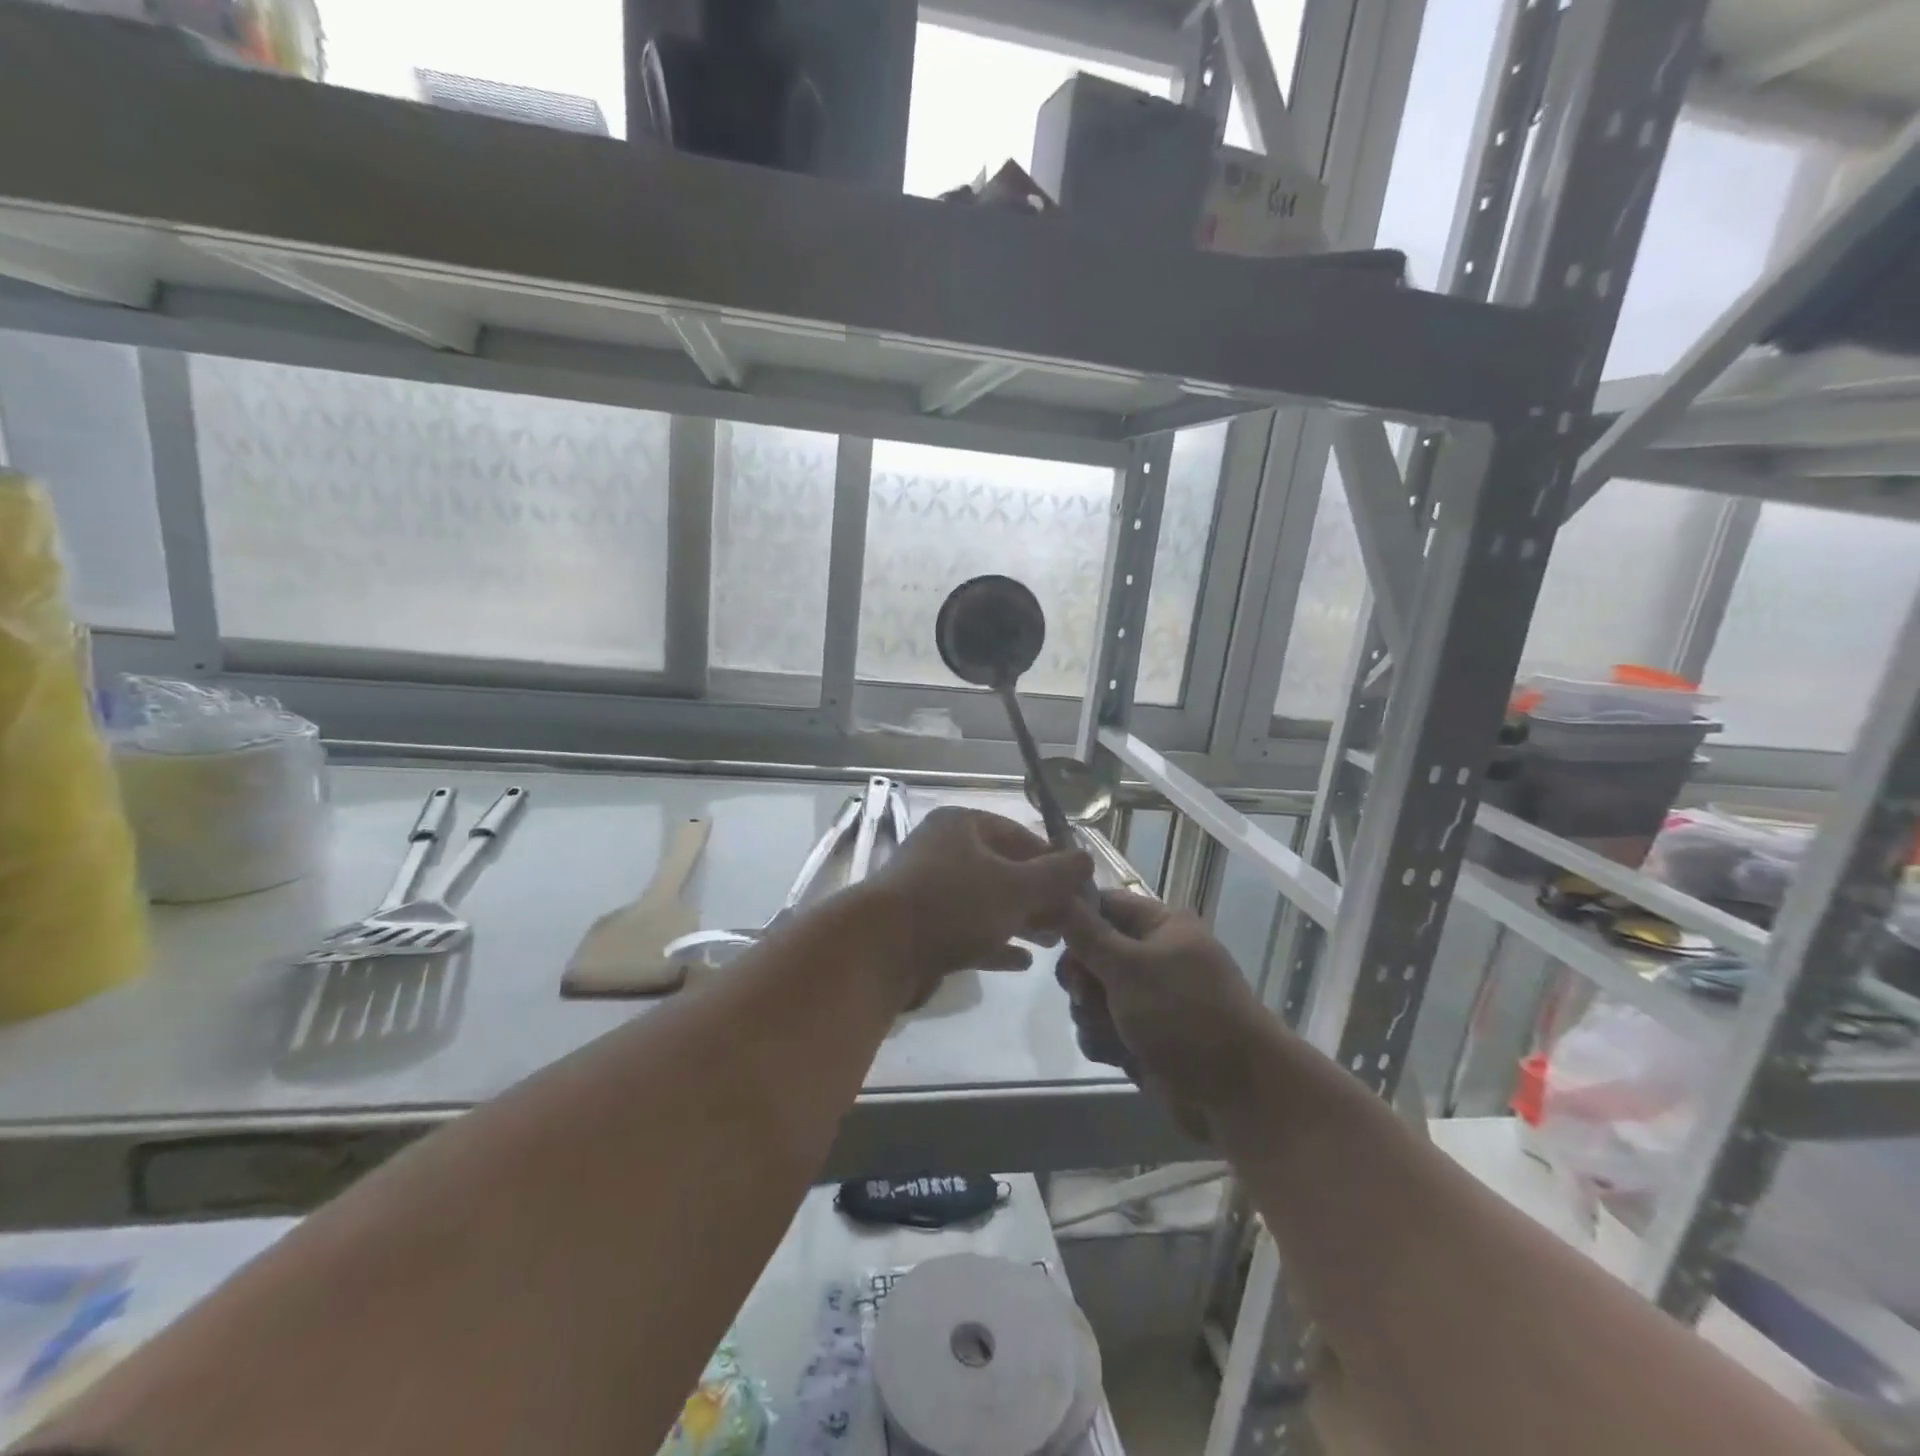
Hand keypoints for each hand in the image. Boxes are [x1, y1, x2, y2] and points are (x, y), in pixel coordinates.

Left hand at [864, 807, 1091, 1009]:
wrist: (880, 950)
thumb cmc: (955, 904)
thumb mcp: (1016, 886)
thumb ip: (1056, 874)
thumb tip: (1087, 859)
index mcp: (961, 826)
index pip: (1018, 834)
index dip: (1052, 860)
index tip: (1078, 888)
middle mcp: (943, 851)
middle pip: (1002, 869)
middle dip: (1039, 896)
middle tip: (1069, 921)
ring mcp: (928, 890)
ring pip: (986, 902)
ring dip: (1021, 921)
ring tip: (1052, 943)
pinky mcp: (921, 927)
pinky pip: (967, 930)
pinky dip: (994, 942)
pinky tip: (1021, 962)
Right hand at [1058, 891, 1271, 1116]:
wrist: (1237, 1093)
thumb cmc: (1184, 1015)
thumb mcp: (1128, 967)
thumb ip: (1086, 933)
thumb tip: (1056, 894)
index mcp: (1161, 926)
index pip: (1104, 904)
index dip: (1073, 917)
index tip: (1046, 936)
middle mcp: (1154, 956)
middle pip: (1091, 952)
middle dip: (1082, 977)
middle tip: (1084, 994)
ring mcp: (1150, 998)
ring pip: (1093, 994)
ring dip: (1090, 1014)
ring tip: (1110, 1032)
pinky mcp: (1145, 1035)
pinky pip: (1105, 1027)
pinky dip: (1104, 1040)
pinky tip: (1117, 1056)